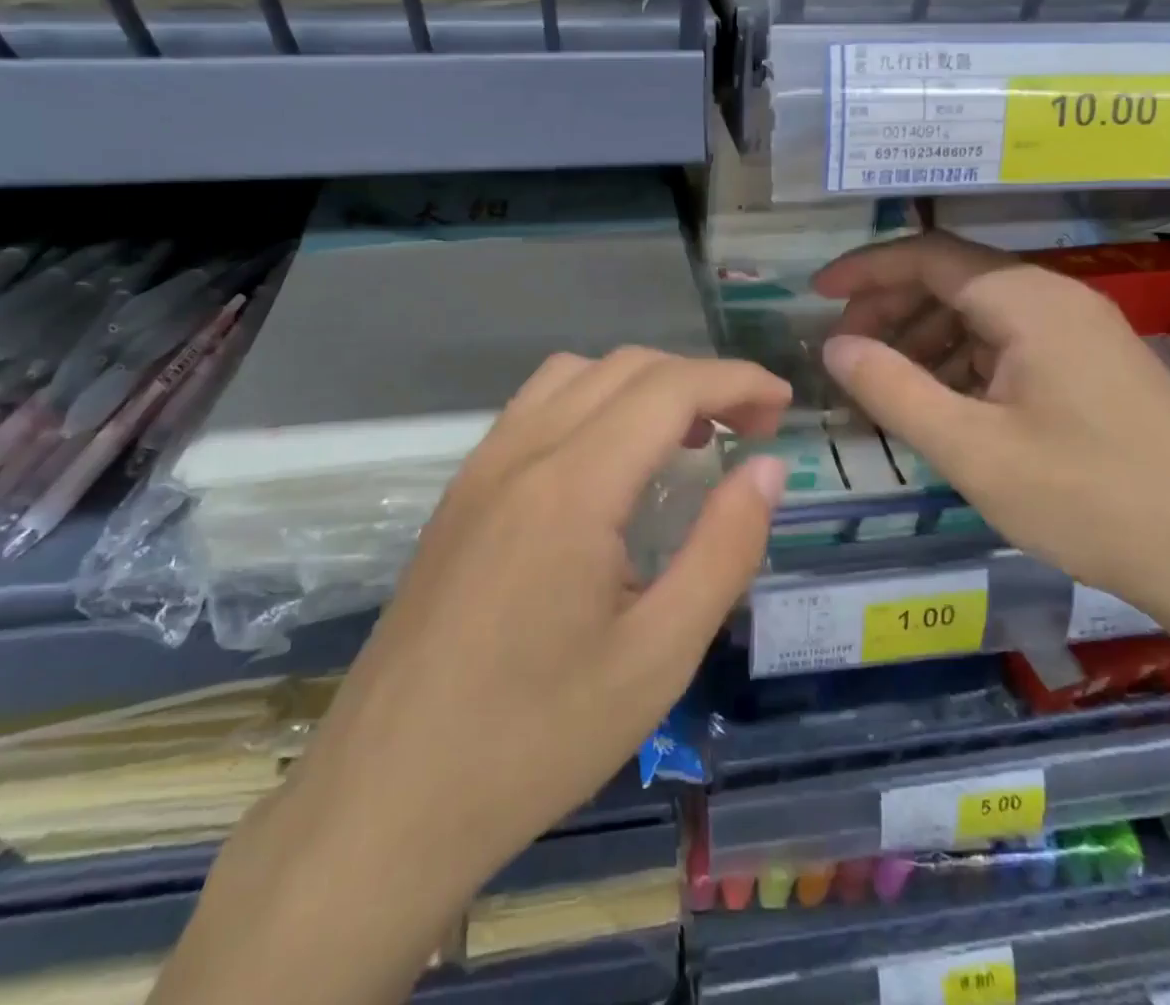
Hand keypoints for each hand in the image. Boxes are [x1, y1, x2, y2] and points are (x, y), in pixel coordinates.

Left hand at [273, 347, 789, 892]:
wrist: (385, 800)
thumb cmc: (535, 739)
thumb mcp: (658, 656)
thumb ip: (723, 549)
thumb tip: (766, 470)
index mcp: (572, 486)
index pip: (670, 388)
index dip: (736, 381)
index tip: (784, 405)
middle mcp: (521, 452)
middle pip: (625, 369)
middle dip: (699, 381)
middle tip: (749, 431)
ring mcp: (480, 467)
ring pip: (575, 376)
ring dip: (643, 386)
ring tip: (686, 439)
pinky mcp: (460, 493)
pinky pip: (536, 408)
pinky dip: (593, 404)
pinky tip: (612, 465)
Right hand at [813, 233, 1169, 625]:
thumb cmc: (1088, 501)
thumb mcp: (971, 450)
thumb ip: (892, 390)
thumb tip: (834, 345)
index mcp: (1028, 301)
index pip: (928, 255)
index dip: (865, 269)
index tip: (817, 294)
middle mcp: (1058, 298)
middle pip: (953, 278)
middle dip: (890, 306)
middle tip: (846, 351)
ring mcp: (1083, 331)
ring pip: (981, 312)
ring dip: (925, 337)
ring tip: (886, 384)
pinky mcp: (1096, 365)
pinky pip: (1011, 342)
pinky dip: (963, 360)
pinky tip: (945, 402)